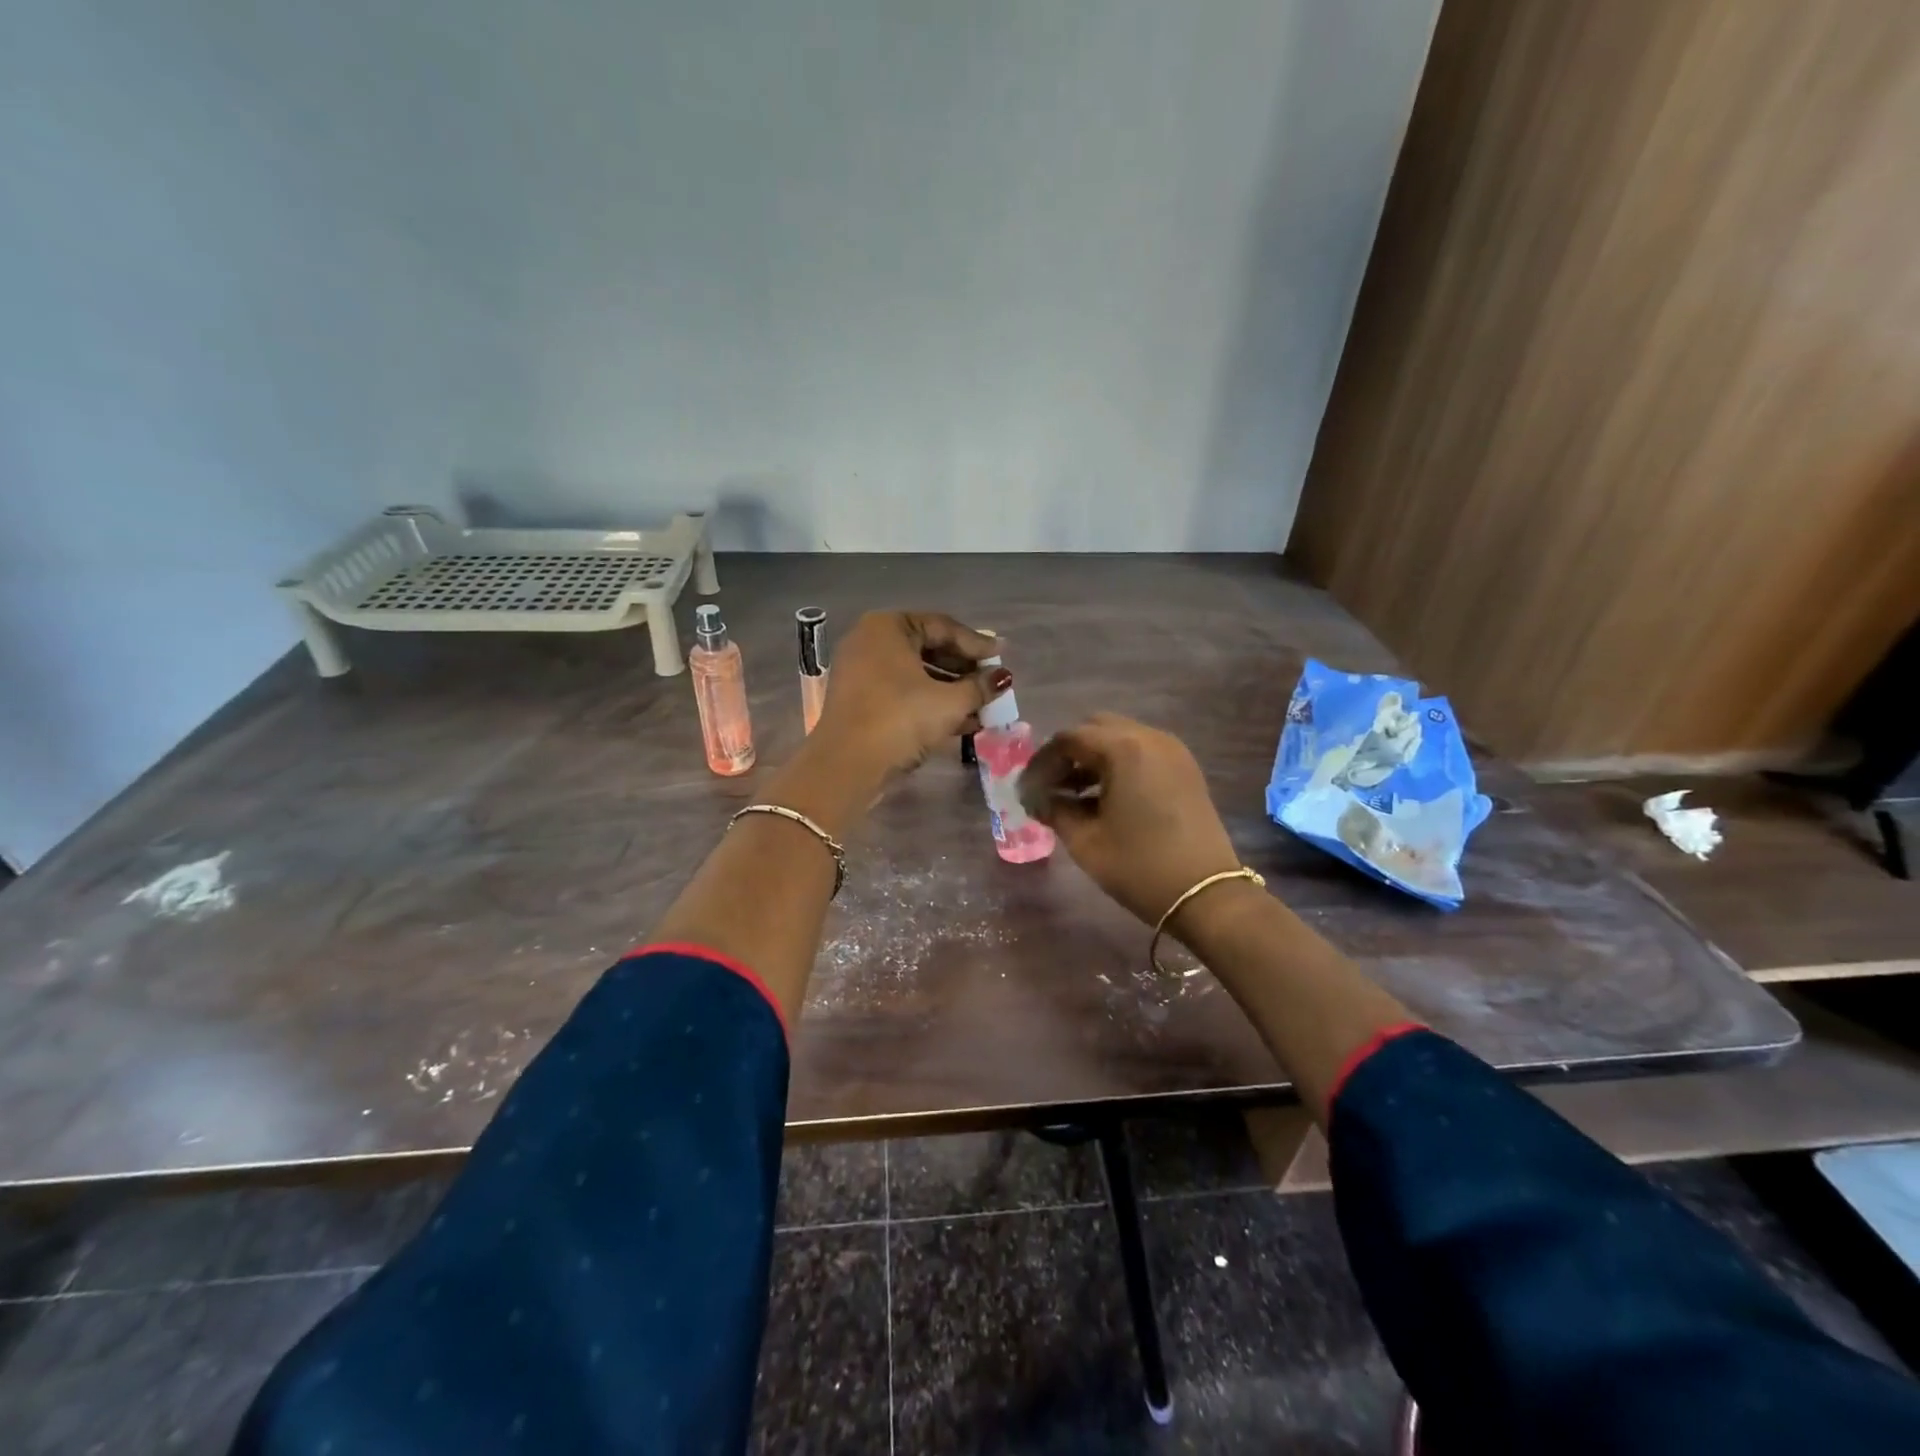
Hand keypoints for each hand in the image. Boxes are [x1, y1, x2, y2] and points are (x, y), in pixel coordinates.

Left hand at [811, 611, 1010, 778]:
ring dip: (951, 690)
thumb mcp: (949, 702)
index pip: (942, 627)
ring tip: (983, 706)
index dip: (977, 643)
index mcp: (888, 627)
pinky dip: (930, 703)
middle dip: (964, 668)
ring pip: (916, 674)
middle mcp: (870, 641)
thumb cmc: (900, 719)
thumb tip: (1002, 678)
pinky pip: (902, 692)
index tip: (1002, 656)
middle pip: (928, 648)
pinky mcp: (860, 701)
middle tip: (993, 681)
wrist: (847, 766)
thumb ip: (979, 687)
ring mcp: (861, 672)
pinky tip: (962, 723)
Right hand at [1021, 713, 1245, 929]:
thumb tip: (1035, 799)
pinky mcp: (1185, 769)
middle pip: (1095, 729)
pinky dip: (1117, 765)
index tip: (1026, 790)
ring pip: (1119, 738)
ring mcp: (1172, 751)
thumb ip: (1054, 810)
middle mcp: (1150, 737)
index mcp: (1123, 748)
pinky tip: (1103, 798)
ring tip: (1072, 795)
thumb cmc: (1140, 867)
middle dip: (1067, 754)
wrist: (1207, 895)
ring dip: (1092, 759)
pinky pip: (1141, 752)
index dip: (1041, 763)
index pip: (1068, 739)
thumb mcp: (1085, 841)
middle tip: (1049, 787)